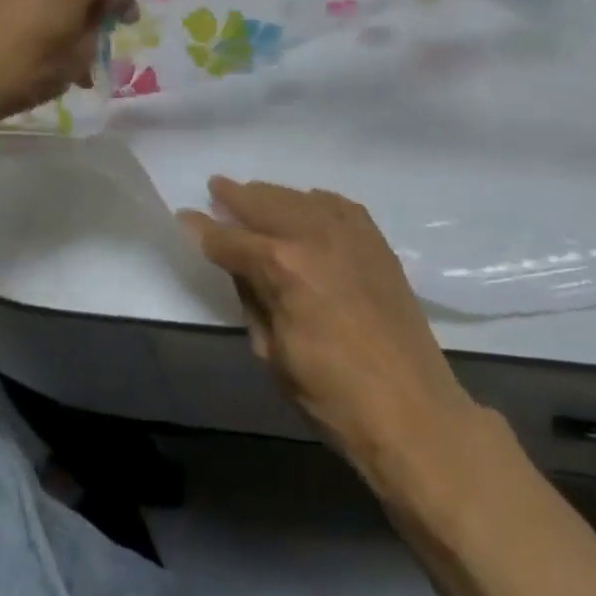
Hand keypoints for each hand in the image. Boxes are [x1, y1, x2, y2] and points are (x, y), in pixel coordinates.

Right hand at [181, 179, 477, 477]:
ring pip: (299, 197)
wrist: (411, 408)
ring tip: (253, 193)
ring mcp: (349, 232)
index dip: (203, 228)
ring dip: (272, 194)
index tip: (184, 215)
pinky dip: (313, 202)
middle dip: (235, 196)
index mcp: (282, 266)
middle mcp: (314, 234)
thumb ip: (251, 297)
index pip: (230, 239)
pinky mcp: (375, 239)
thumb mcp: (272, 353)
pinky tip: (305, 206)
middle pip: (265, 203)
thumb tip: (237, 264)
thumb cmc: (331, 395)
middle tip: (215, 187)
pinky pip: (336, 205)